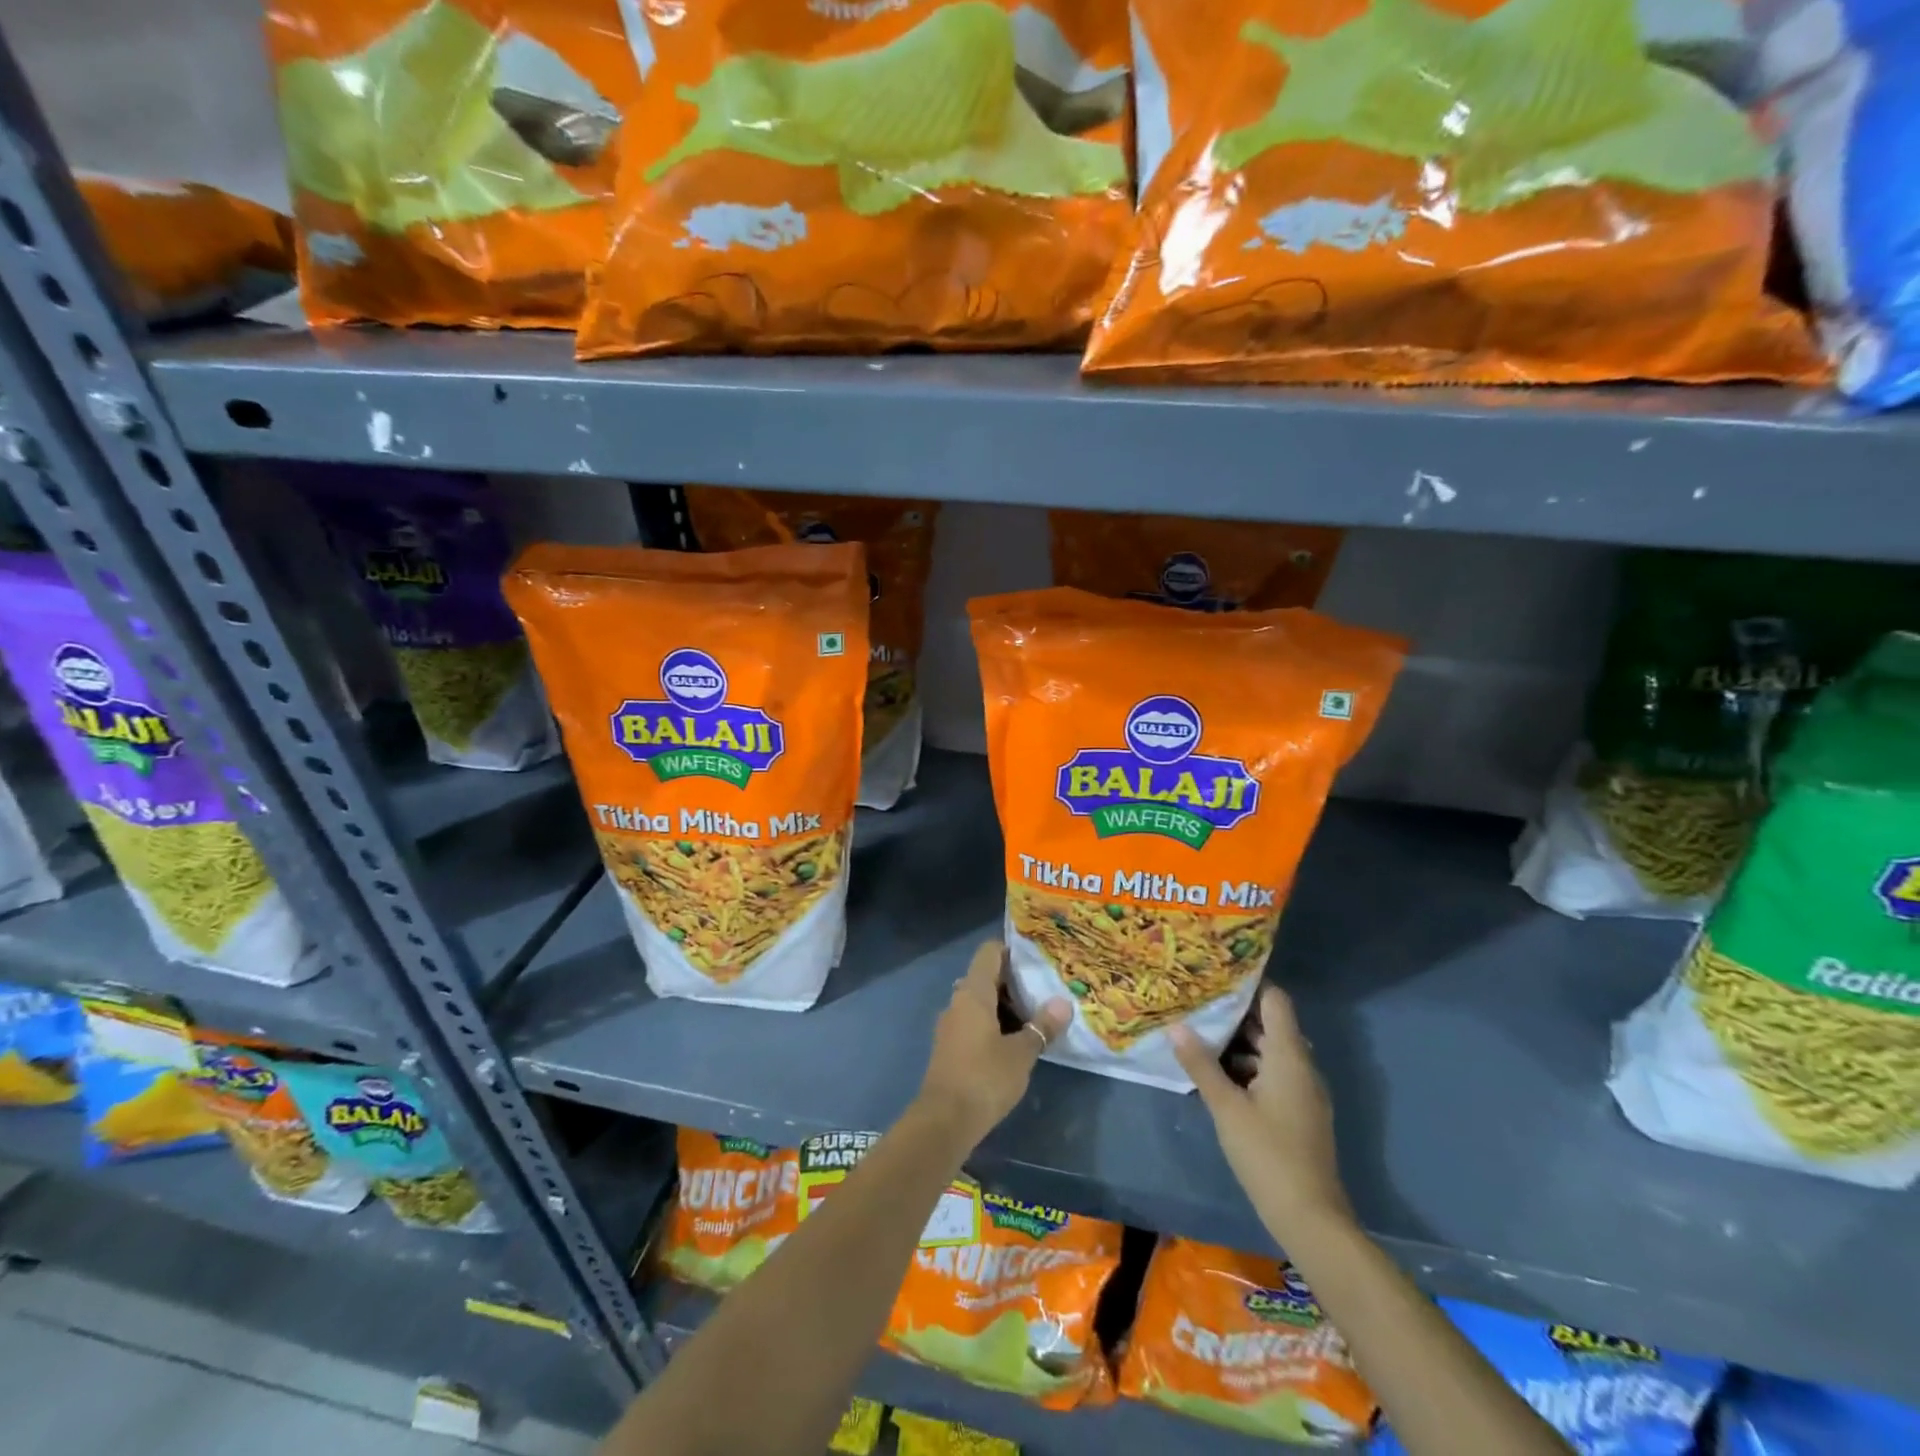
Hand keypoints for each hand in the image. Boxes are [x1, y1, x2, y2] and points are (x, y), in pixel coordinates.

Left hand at [917, 939, 1071, 1149]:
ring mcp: (951, 1025)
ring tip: (1036, 1016)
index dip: (1012, 950)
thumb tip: (1063, 1003)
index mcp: (973, 993)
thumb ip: (1042, 1026)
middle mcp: (958, 1002)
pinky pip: (974, 1022)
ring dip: (1005, 1006)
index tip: (1037, 959)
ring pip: (980, 1002)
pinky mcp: (950, 1047)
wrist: (944, 1121)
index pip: (989, 952)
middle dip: (1014, 982)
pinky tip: (1015, 1041)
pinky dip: (994, 1024)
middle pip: (986, 977)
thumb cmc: (984, 1078)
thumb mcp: (1021, 1053)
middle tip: (1045, 990)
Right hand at [1171, 983, 1353, 1241]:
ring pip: (1270, 1052)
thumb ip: (1201, 1064)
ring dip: (1239, 1044)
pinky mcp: (1299, 1113)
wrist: (1310, 1217)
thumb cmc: (1267, 1153)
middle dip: (1235, 1014)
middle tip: (1198, 1003)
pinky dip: (1248, 1068)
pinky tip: (1217, 1076)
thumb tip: (1176, 1025)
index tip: (1216, 975)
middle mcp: (1301, 1066)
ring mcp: (1303, 1091)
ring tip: (1199, 1035)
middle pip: (1271, 1025)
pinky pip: (1273, 1075)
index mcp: (1289, 1055)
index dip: (1249, 984)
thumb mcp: (1226, 1107)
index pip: (1275, 1000)